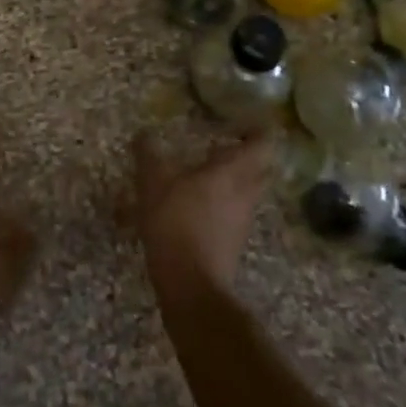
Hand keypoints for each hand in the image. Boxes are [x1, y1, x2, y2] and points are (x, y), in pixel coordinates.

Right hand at [133, 128, 275, 304]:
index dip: (256, 129)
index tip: (242, 121)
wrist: (191, 286)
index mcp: (232, 171)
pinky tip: (198, 203)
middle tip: (226, 143)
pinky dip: (224, 202)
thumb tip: (143, 133)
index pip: (262, 143)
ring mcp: (242, 220)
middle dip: (249, 153)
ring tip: (208, 171)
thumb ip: (148, 154)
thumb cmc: (175, 222)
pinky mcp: (233, 242)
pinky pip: (235, 212)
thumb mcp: (153, 182)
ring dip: (235, 179)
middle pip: (260, 168)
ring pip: (248, 191)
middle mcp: (245, 193)